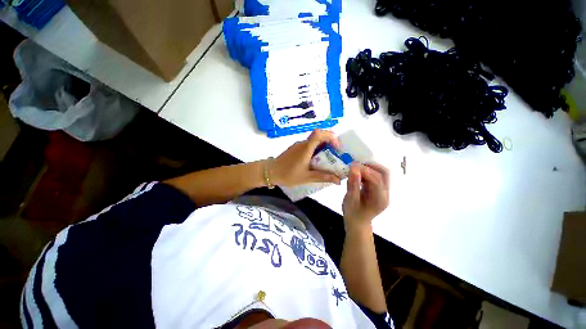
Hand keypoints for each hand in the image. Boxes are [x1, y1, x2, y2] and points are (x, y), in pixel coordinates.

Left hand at [272, 129, 341, 186]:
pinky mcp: (295, 149)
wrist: (270, 172)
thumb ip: (323, 177)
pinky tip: (316, 161)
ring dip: (323, 146)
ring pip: (313, 141)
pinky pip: (308, 145)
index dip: (330, 136)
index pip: (319, 134)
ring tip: (328, 159)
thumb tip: (338, 180)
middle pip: (318, 135)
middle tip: (335, 153)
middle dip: (329, 142)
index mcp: (306, 148)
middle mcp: (302, 144)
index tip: (337, 147)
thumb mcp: (307, 177)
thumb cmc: (288, 174)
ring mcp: (298, 145)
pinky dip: (316, 150)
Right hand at [343, 163, 389, 230]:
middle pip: (384, 173)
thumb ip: (353, 184)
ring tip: (356, 168)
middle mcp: (385, 194)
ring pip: (381, 173)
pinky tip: (358, 174)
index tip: (352, 165)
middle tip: (356, 164)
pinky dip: (367, 172)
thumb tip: (354, 168)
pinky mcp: (379, 189)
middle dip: (370, 166)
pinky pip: (376, 176)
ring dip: (369, 168)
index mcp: (380, 200)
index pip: (376, 180)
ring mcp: (384, 192)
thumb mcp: (350, 200)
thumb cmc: (353, 214)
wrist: (357, 223)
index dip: (365, 171)